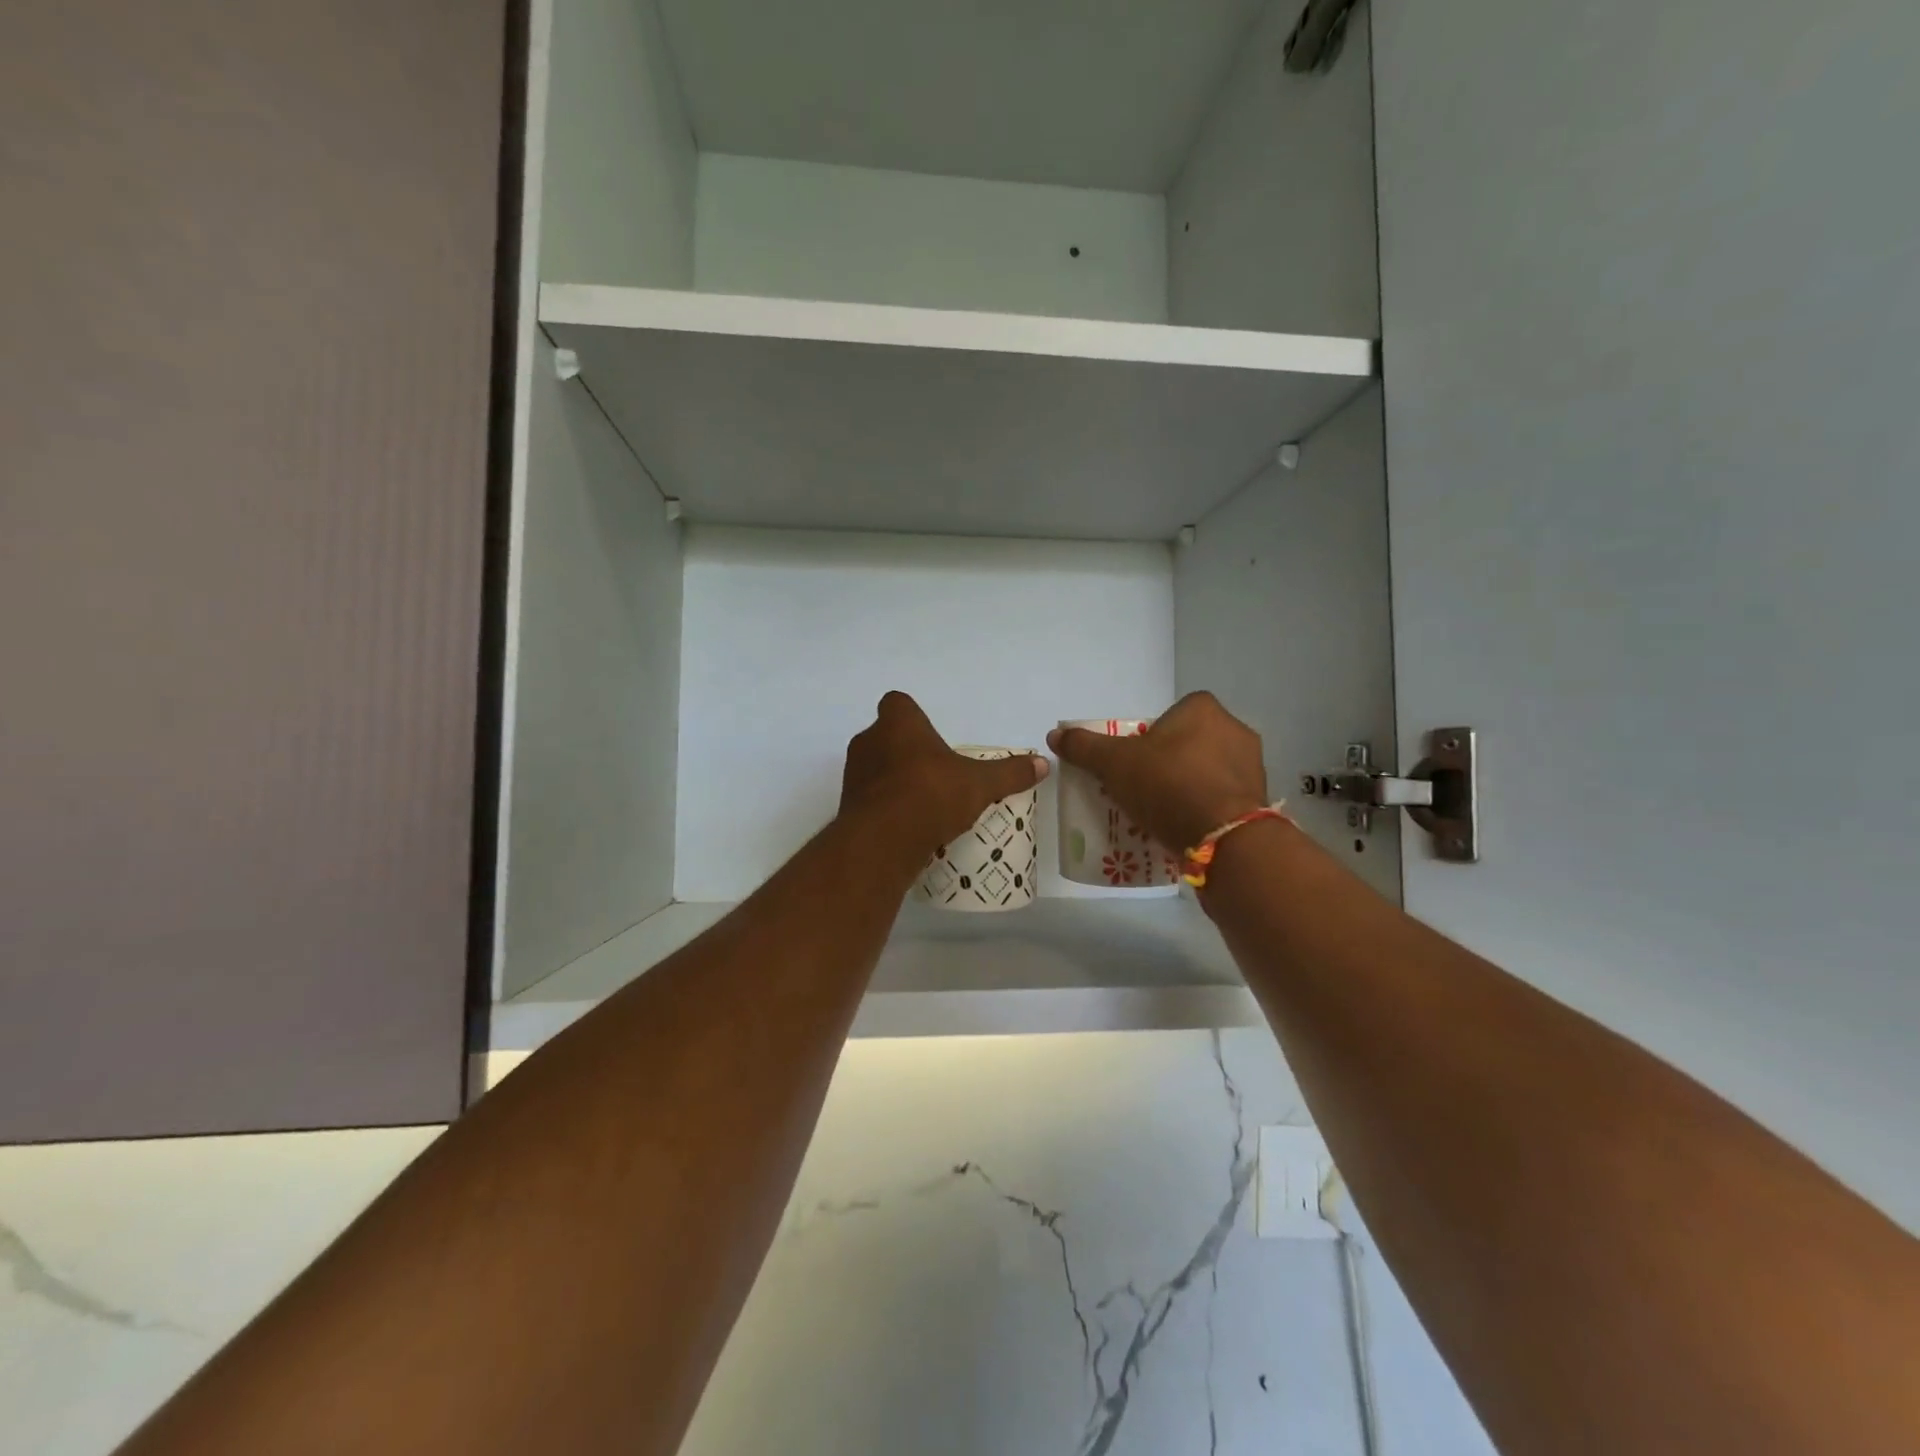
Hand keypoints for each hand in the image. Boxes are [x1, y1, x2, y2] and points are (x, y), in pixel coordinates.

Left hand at [841, 692, 1048, 857]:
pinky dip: (885, 806)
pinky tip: (908, 824)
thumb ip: (1009, 773)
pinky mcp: (848, 805)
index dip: (914, 717)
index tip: (932, 737)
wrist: (882, 841)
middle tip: (935, 771)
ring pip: (876, 767)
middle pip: (887, 736)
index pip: (898, 703)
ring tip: (924, 801)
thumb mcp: (979, 784)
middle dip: (907, 750)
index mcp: (898, 723)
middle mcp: (869, 741)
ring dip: (895, 778)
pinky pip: (870, 797)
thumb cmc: (930, 794)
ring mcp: (854, 774)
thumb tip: (1043, 764)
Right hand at [1047, 692, 1267, 854]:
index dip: (1149, 738)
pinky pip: (1223, 796)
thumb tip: (1055, 734)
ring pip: (1208, 770)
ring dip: (1188, 785)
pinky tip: (1186, 826)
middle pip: (1188, 742)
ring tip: (1162, 812)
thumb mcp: (1114, 763)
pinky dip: (1206, 806)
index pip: (1169, 716)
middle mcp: (1234, 728)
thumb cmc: (1167, 784)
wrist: (1222, 837)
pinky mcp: (1259, 798)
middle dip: (1168, 762)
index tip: (1134, 763)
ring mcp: (1252, 764)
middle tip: (1143, 788)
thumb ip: (1085, 746)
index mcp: (1203, 708)